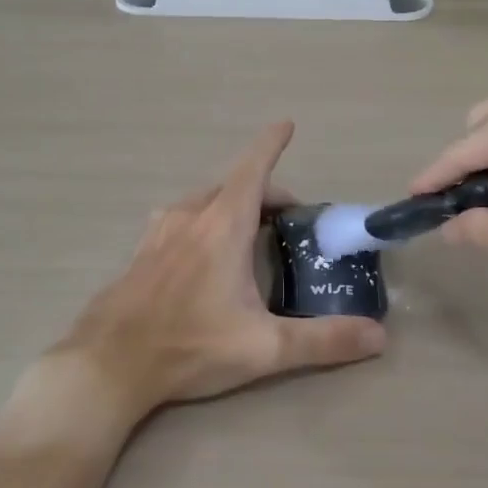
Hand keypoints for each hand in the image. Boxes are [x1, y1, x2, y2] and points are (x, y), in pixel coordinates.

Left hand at [51, 122, 384, 420]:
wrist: (109, 364)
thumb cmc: (189, 346)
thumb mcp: (264, 348)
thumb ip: (323, 341)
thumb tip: (379, 337)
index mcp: (223, 226)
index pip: (253, 170)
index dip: (271, 144)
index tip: (286, 124)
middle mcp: (191, 217)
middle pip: (234, 185)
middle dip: (266, 192)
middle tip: (290, 220)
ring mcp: (160, 231)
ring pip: (204, 200)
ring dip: (233, 204)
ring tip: (251, 233)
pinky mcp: (142, 251)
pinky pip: (181, 218)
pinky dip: (204, 219)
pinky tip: (204, 251)